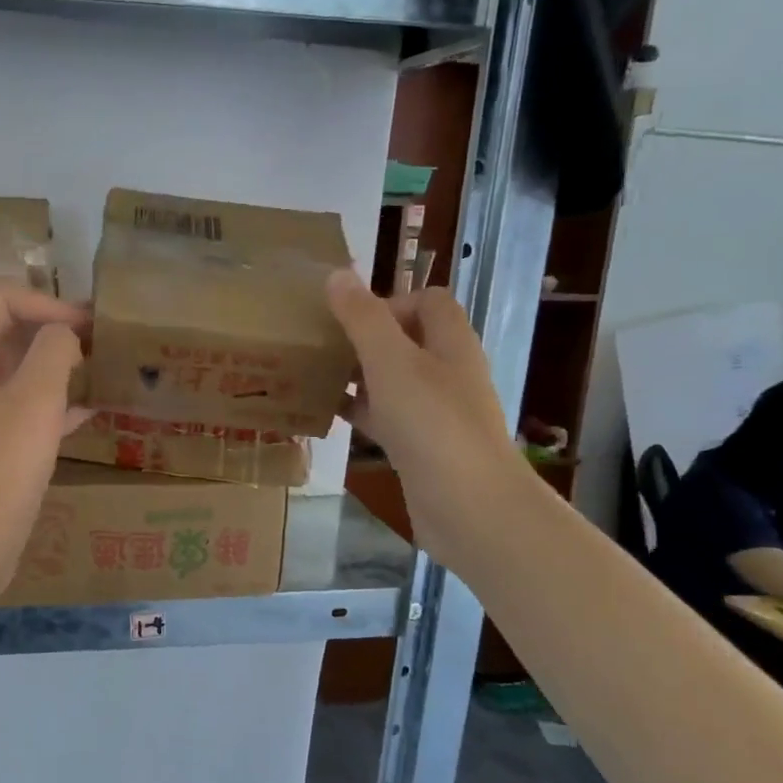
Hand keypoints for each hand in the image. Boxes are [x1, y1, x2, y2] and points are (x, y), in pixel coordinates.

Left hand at [0, 284, 91, 604]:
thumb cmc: (0, 469)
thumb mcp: (34, 401)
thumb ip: (52, 352)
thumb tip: (64, 334)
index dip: (41, 299)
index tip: (82, 326)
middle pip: (8, 333)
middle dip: (53, 328)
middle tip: (100, 341)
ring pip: (21, 374)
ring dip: (58, 366)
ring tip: (101, 370)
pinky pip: (29, 414)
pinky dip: (58, 406)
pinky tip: (92, 414)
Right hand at [326, 270, 531, 560]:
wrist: (469, 507)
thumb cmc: (432, 424)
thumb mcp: (391, 362)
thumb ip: (363, 319)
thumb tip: (338, 275)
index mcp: (450, 343)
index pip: (428, 302)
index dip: (390, 300)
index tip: (349, 319)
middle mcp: (447, 373)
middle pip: (407, 340)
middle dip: (365, 339)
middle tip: (321, 345)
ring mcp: (435, 413)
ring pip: (392, 381)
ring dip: (358, 376)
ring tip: (313, 375)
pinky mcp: (420, 448)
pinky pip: (386, 418)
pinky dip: (359, 413)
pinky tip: (324, 416)